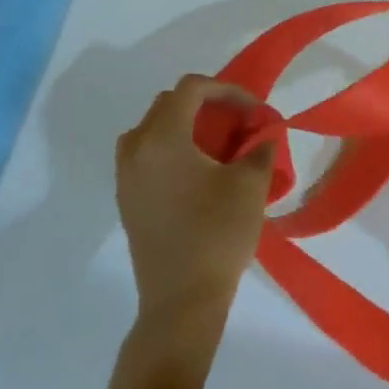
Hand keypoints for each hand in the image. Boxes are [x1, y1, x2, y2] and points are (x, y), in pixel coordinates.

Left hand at [115, 76, 276, 352]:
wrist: (182, 299)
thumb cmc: (218, 232)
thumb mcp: (251, 183)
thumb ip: (259, 147)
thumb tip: (261, 136)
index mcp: (162, 139)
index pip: (191, 89)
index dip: (228, 90)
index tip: (255, 112)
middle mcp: (135, 151)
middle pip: (168, 104)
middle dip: (207, 105)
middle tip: (240, 123)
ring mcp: (126, 178)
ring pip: (153, 130)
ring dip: (186, 127)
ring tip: (219, 145)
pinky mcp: (128, 202)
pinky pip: (147, 156)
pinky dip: (174, 150)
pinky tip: (202, 173)